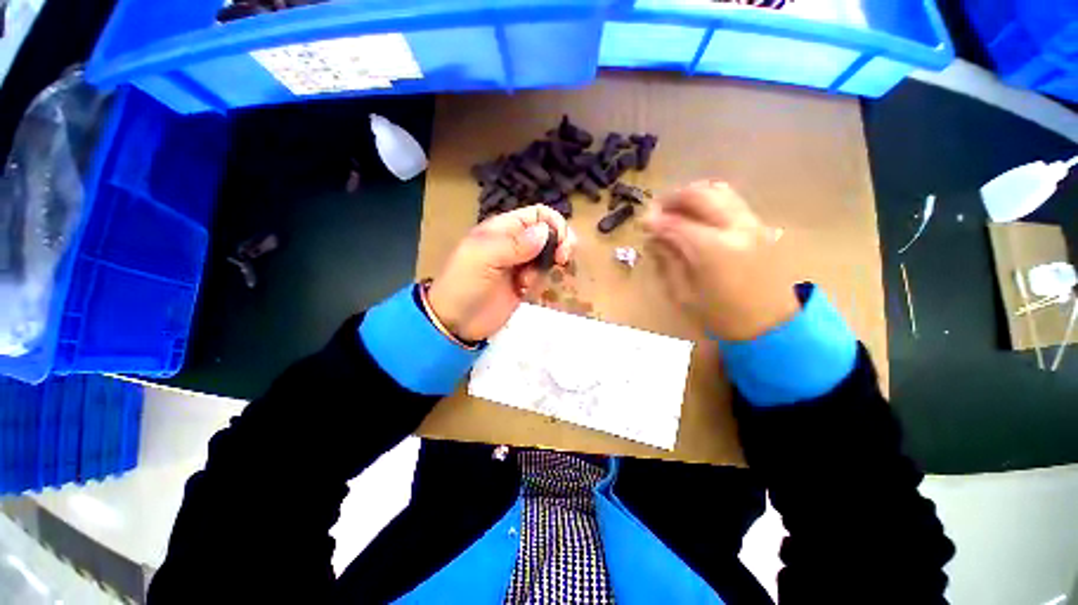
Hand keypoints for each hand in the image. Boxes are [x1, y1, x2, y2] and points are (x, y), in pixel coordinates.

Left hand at [428, 205, 576, 341]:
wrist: (455, 322)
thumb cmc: (464, 284)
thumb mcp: (483, 258)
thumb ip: (514, 244)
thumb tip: (546, 232)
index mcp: (502, 229)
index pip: (538, 214)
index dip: (554, 224)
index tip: (562, 244)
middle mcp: (514, 243)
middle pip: (548, 234)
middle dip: (559, 245)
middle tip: (562, 260)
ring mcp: (520, 265)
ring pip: (547, 256)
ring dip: (545, 268)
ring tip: (526, 282)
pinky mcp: (523, 284)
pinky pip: (542, 276)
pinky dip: (539, 282)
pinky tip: (523, 291)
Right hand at [643, 180, 798, 340]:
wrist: (772, 325)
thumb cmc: (721, 316)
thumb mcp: (684, 293)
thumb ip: (667, 260)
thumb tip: (653, 238)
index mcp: (714, 250)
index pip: (677, 223)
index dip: (655, 220)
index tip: (641, 223)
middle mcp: (736, 228)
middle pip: (700, 195)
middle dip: (672, 198)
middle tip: (656, 210)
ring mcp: (752, 223)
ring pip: (719, 191)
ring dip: (692, 195)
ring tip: (675, 210)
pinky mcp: (760, 226)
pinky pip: (731, 201)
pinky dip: (709, 201)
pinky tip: (697, 216)